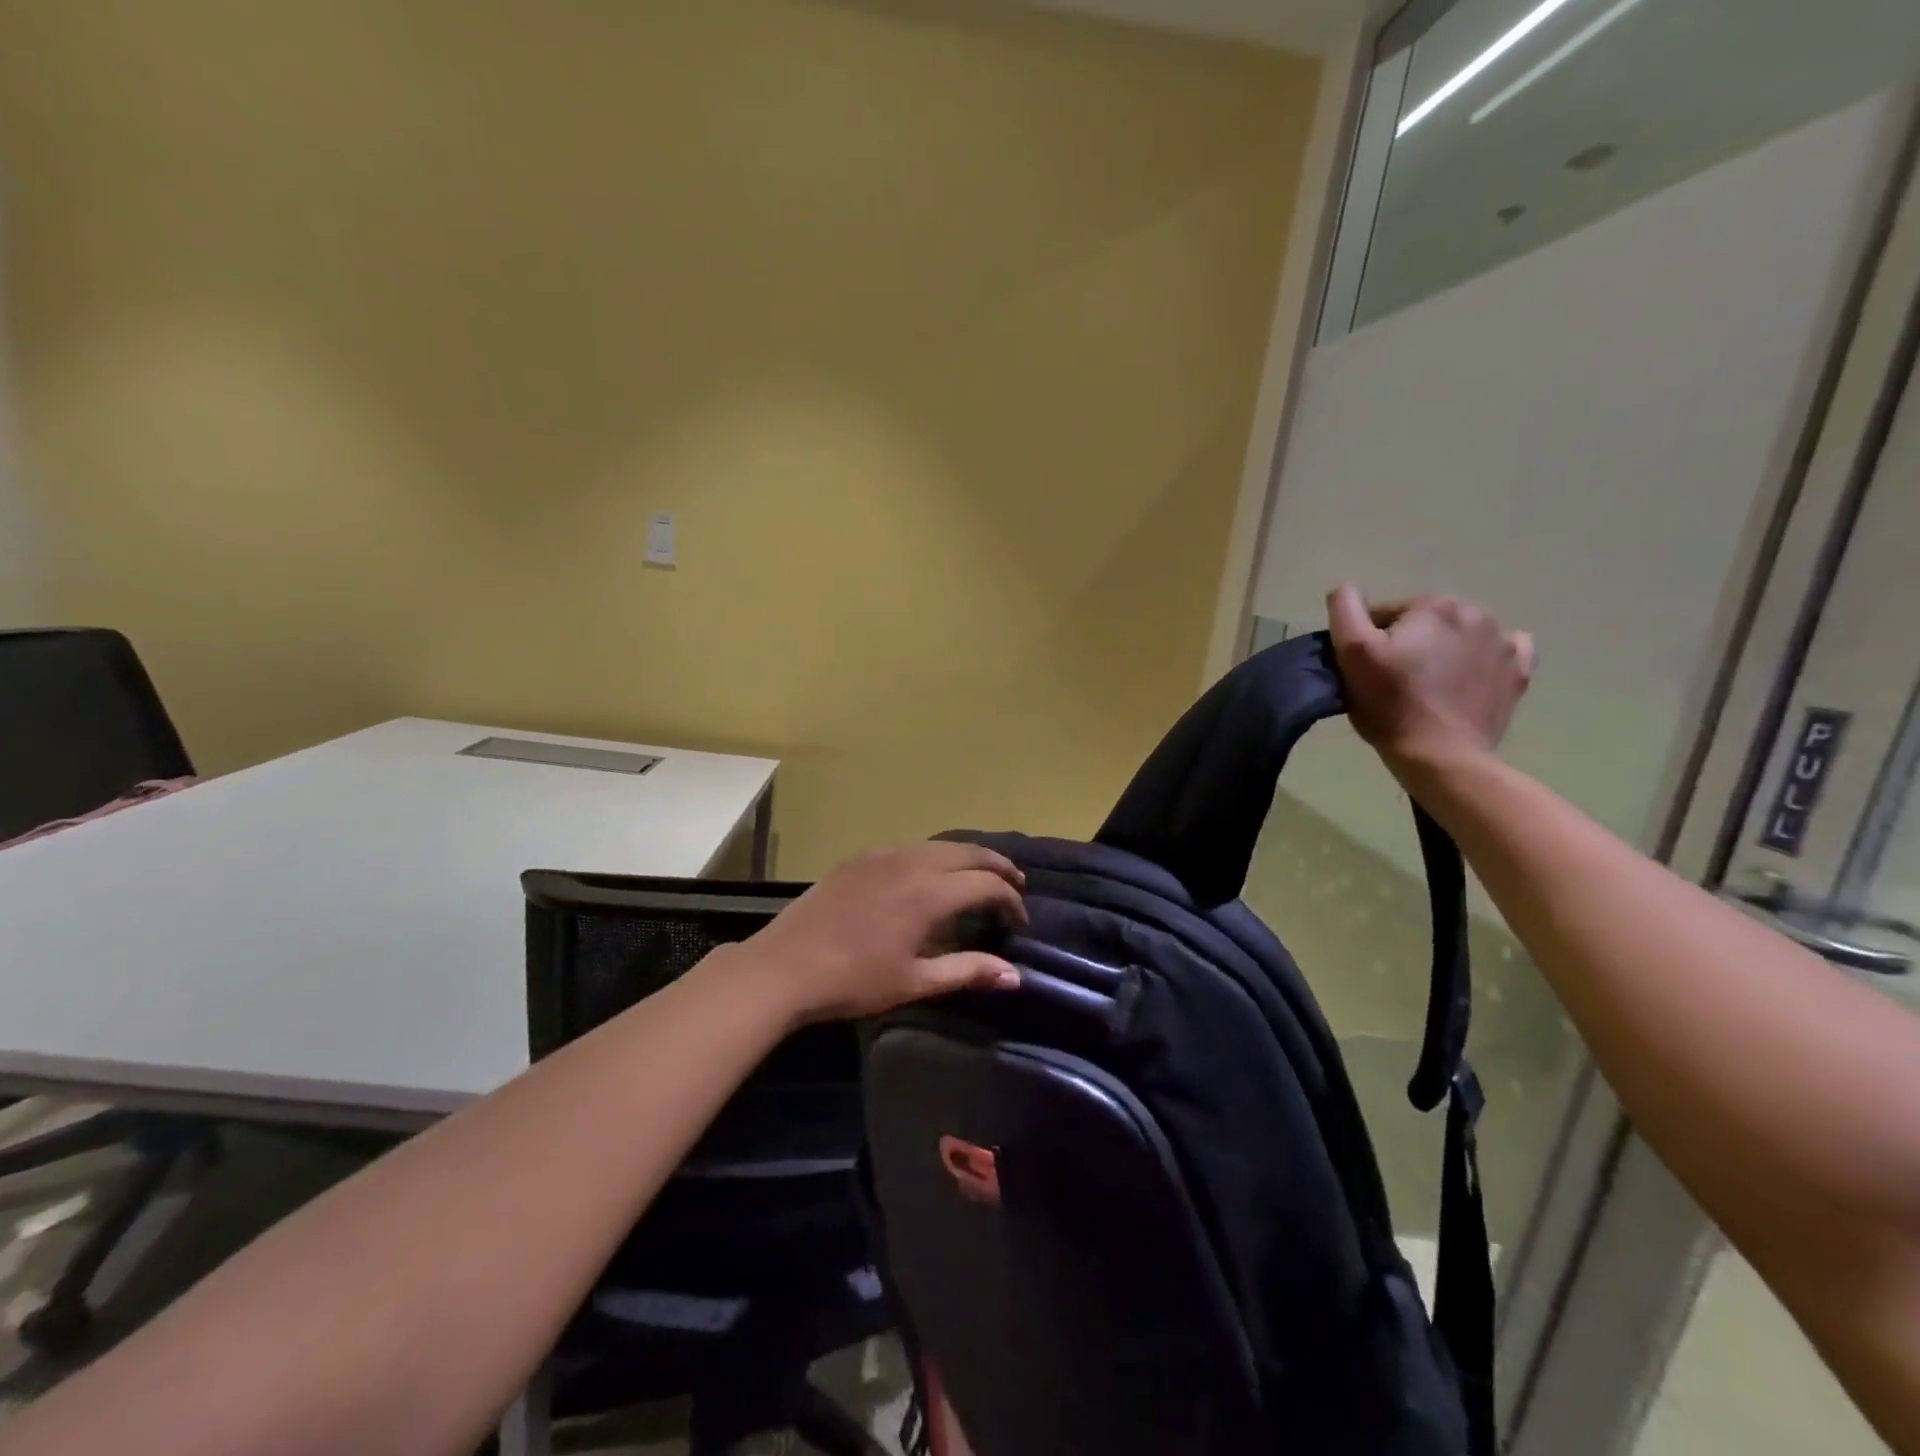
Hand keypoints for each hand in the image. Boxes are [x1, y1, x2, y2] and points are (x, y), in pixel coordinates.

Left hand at [734, 841, 1027, 1025]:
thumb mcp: (915, 981)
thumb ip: (967, 971)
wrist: (784, 966)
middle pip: (969, 852)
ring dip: (968, 857)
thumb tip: (1014, 975)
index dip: (1010, 900)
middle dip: (998, 866)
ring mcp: (884, 855)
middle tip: (1014, 886)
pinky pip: (912, 846)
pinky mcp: (861, 857)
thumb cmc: (853, 981)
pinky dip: (936, 855)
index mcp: (929, 893)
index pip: (987, 884)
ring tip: (980, 877)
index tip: (1019, 920)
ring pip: (941, 844)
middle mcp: (912, 862)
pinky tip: (932, 874)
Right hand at [1326, 585, 1535, 773]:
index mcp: (1432, 606)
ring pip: (1457, 636)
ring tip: (1425, 687)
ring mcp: (1504, 642)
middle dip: (1407, 643)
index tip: (1365, 670)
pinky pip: (1498, 652)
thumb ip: (1345, 611)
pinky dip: (1479, 660)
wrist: (1442, 756)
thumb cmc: (1391, 705)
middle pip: (1422, 623)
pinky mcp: (1519, 671)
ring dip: (1440, 652)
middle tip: (1392, 681)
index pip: (1384, 613)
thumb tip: (1346, 590)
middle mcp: (1475, 614)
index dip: (1368, 640)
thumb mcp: (1352, 654)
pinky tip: (1464, 680)